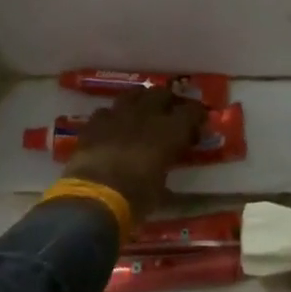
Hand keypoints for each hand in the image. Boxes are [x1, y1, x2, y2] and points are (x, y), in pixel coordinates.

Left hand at [59, 87, 206, 221]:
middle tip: (169, 115)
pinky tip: (112, 129)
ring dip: (140, 102)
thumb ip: (166, 169)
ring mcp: (118, 115)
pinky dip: (112, 118)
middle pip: (162, 93)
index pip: (192, 111)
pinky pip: (106, 112)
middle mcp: (147, 115)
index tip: (197, 125)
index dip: (196, 116)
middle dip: (168, 101)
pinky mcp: (93, 123)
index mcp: (171, 131)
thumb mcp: (161, 189)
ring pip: (133, 95)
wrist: (94, 197)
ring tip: (141, 114)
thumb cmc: (136, 198)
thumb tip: (165, 169)